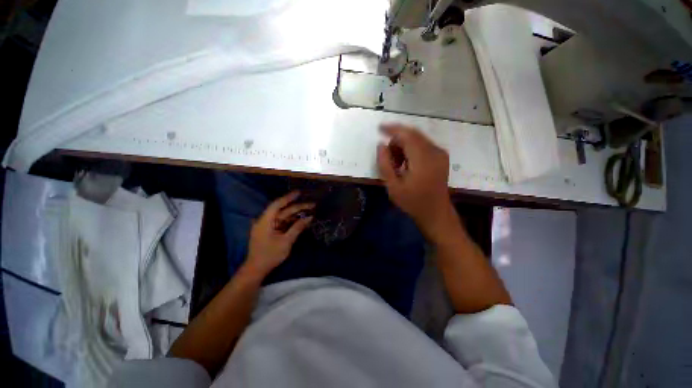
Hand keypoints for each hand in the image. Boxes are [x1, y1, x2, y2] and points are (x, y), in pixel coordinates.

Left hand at [245, 191, 313, 277]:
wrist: (256, 269)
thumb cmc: (270, 255)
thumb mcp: (286, 241)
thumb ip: (298, 228)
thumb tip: (310, 217)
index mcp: (265, 221)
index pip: (277, 204)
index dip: (289, 197)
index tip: (300, 193)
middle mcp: (265, 220)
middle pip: (283, 210)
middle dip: (298, 207)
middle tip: (312, 205)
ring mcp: (267, 226)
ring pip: (284, 216)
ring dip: (296, 214)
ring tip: (309, 211)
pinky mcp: (270, 231)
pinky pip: (282, 223)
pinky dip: (292, 221)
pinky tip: (301, 220)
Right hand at [377, 123, 455, 236]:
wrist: (435, 212)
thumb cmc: (412, 201)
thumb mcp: (393, 186)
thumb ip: (385, 164)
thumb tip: (381, 145)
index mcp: (423, 159)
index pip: (407, 134)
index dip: (392, 129)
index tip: (379, 128)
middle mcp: (434, 151)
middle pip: (413, 134)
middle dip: (397, 140)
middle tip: (387, 156)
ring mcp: (440, 154)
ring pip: (418, 139)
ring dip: (404, 145)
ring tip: (396, 163)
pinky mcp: (441, 157)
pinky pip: (423, 145)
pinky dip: (412, 149)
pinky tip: (406, 163)